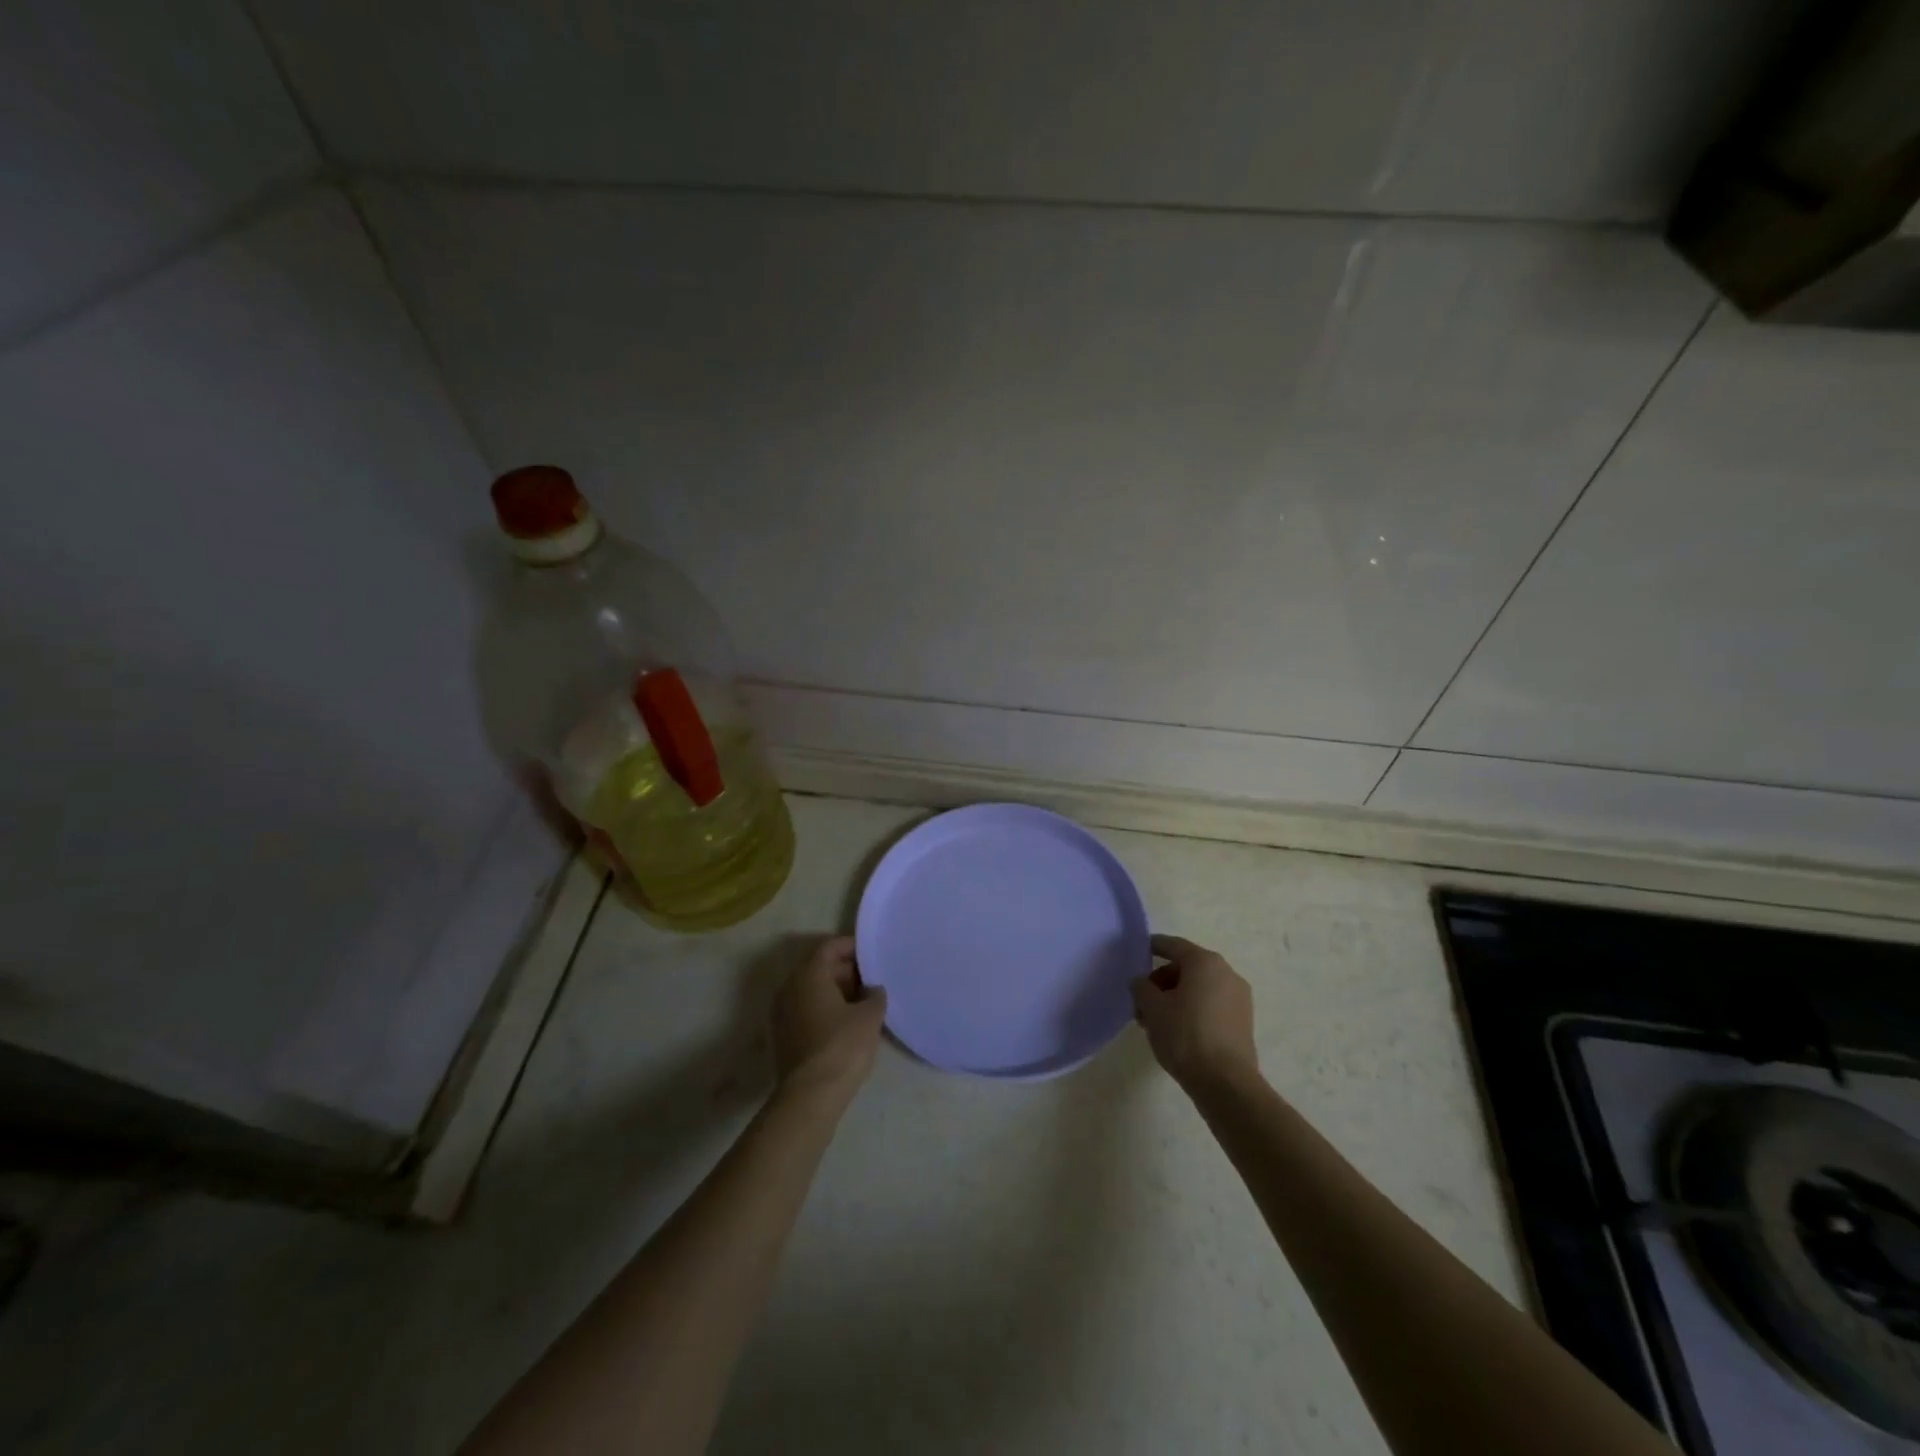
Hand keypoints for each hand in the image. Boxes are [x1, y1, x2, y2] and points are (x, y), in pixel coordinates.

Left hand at [771, 936, 887, 1101]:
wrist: (811, 1095)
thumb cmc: (842, 1045)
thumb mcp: (870, 1016)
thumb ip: (875, 995)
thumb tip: (872, 990)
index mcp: (809, 974)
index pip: (829, 947)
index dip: (851, 947)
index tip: (872, 954)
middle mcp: (790, 987)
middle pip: (818, 967)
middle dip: (845, 970)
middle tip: (871, 979)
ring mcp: (782, 1012)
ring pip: (811, 990)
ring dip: (835, 991)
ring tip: (864, 1002)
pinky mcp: (783, 1035)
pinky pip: (806, 1009)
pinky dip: (825, 1008)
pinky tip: (846, 1022)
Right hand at [1131, 934, 1258, 1090]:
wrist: (1226, 1083)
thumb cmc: (1184, 1035)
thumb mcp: (1152, 1008)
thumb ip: (1141, 987)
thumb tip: (1141, 982)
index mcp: (1205, 962)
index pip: (1173, 945)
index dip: (1153, 946)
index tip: (1138, 952)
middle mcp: (1226, 973)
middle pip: (1186, 968)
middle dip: (1161, 982)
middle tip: (1142, 1002)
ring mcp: (1239, 998)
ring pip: (1199, 988)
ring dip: (1176, 998)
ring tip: (1155, 1022)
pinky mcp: (1243, 1022)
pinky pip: (1211, 1004)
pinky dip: (1193, 1009)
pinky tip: (1176, 1031)